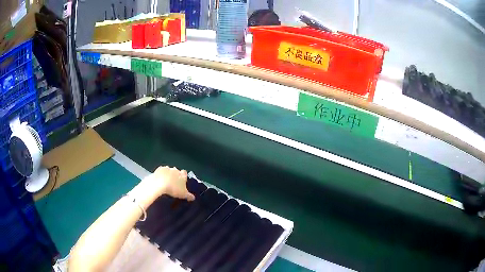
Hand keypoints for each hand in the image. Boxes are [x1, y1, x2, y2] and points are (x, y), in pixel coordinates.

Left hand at [154, 166, 194, 200]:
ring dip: (168, 174)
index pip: (185, 173)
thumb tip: (193, 198)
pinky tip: (160, 180)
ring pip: (169, 170)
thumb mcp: (183, 195)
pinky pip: (161, 171)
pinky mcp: (159, 169)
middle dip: (175, 176)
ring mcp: (167, 168)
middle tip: (173, 183)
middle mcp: (175, 170)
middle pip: (177, 171)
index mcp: (182, 175)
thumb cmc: (173, 189)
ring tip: (166, 182)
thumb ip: (189, 196)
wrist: (159, 184)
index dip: (183, 177)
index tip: (182, 181)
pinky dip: (161, 174)